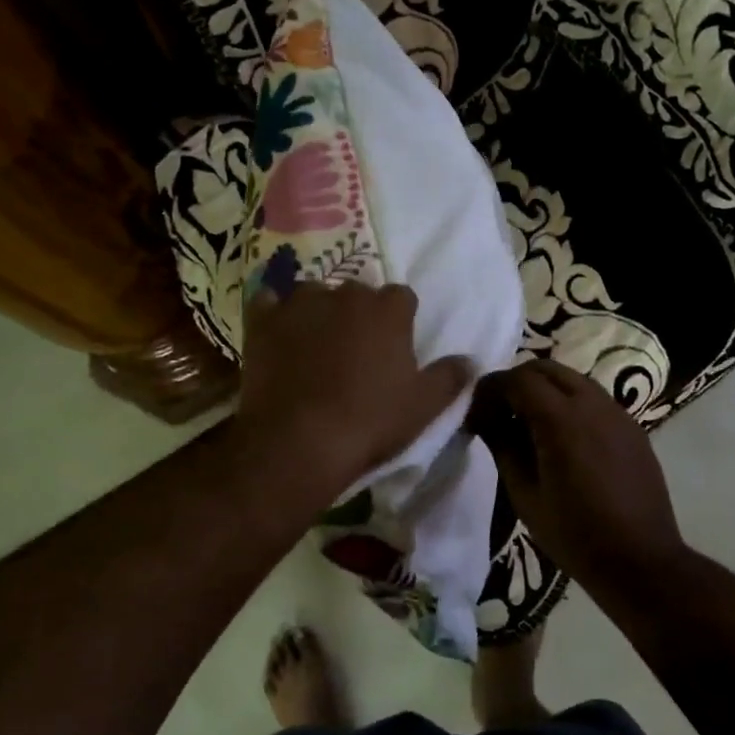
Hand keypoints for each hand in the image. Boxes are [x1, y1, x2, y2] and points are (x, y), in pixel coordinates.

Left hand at [232, 282, 472, 508]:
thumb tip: (470, 361)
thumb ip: (450, 377)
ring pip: (314, 294)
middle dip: (358, 314)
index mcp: (388, 310)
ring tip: (314, 345)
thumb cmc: (369, 422)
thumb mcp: (423, 407)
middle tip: (354, 351)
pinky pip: (268, 303)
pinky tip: (277, 335)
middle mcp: (345, 294)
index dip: (399, 321)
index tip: (393, 347)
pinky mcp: (263, 320)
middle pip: (357, 293)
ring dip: (318, 311)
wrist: (298, 441)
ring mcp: (300, 303)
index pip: (401, 298)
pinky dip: (274, 314)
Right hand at [468, 361, 686, 589]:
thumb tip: (484, 417)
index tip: (476, 410)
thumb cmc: (574, 533)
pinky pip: (594, 399)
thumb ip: (502, 445)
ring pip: (573, 380)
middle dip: (517, 382)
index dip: (491, 388)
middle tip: (499, 412)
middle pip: (546, 369)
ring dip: (545, 390)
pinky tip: (563, 439)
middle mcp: (592, 404)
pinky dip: (570, 403)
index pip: (518, 379)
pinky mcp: (632, 428)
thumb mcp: (524, 493)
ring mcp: (617, 413)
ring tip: (529, 425)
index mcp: (562, 419)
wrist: (641, 562)